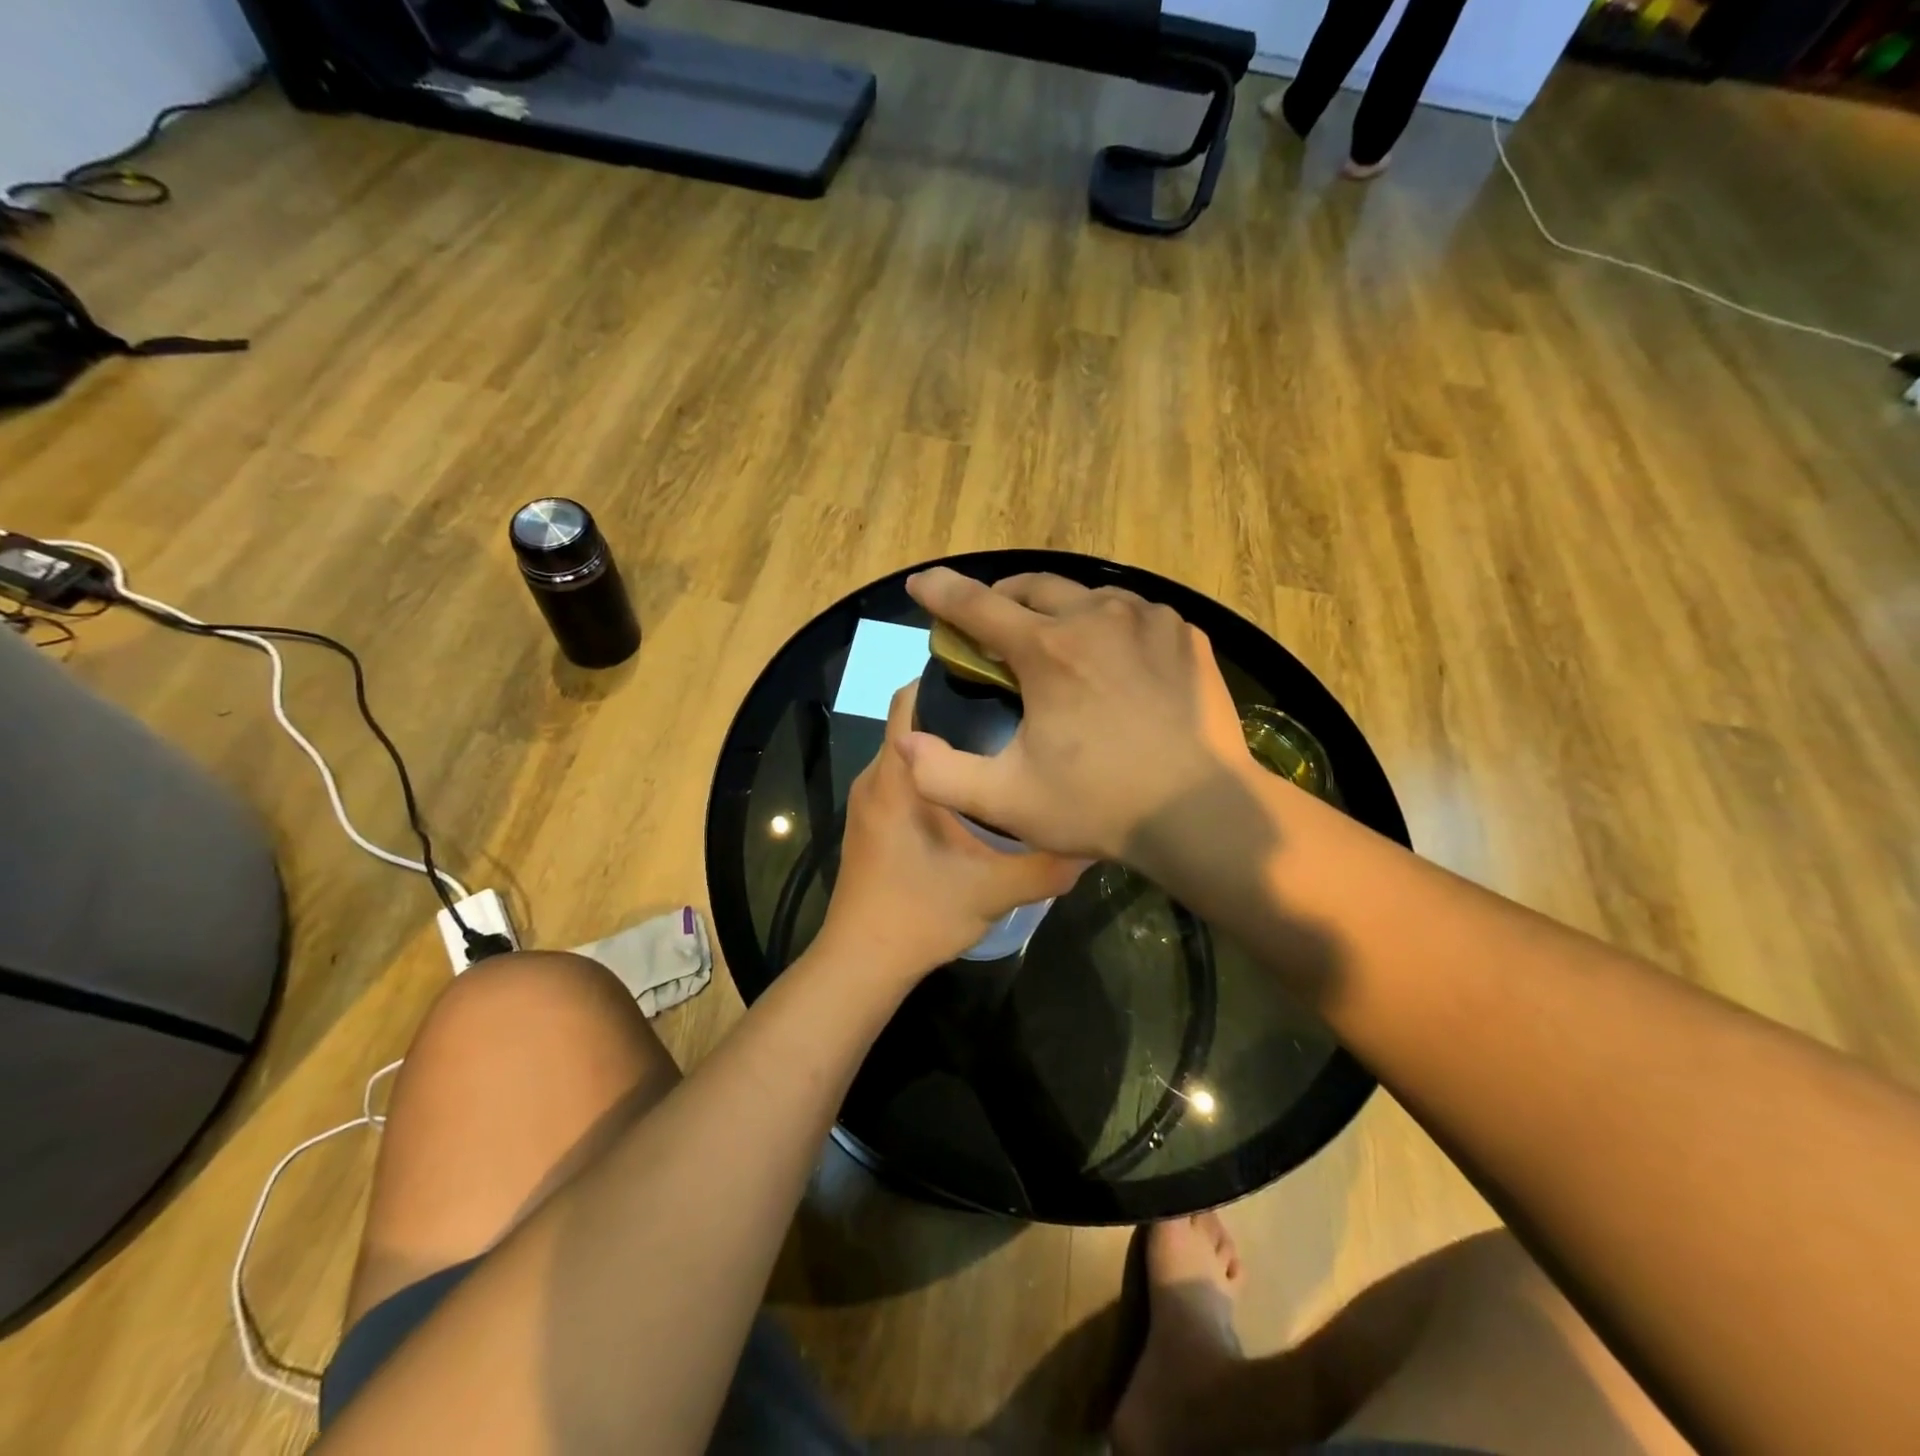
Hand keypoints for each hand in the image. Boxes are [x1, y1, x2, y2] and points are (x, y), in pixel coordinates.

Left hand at [815, 684, 1087, 982]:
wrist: (861, 963)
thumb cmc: (919, 917)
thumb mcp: (992, 892)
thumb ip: (1046, 866)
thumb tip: (1094, 841)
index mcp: (897, 780)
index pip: (910, 701)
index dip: (947, 678)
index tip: (997, 675)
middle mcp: (876, 779)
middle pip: (913, 722)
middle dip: (958, 709)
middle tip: (1015, 711)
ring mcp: (869, 801)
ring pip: (909, 752)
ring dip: (948, 744)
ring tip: (1003, 745)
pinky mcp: (872, 822)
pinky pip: (904, 777)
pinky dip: (935, 771)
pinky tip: (975, 791)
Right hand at [900, 568, 1252, 861]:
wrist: (1204, 813)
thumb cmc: (1101, 805)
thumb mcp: (1007, 800)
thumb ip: (941, 774)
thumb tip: (906, 741)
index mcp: (1048, 651)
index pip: (977, 606)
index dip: (941, 592)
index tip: (920, 583)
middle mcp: (1097, 617)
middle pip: (1032, 587)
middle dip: (1002, 600)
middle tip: (992, 630)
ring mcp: (1149, 620)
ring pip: (1086, 596)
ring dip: (1058, 612)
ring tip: (1054, 645)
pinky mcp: (1185, 635)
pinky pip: (1133, 614)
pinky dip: (1108, 626)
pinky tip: (1112, 660)